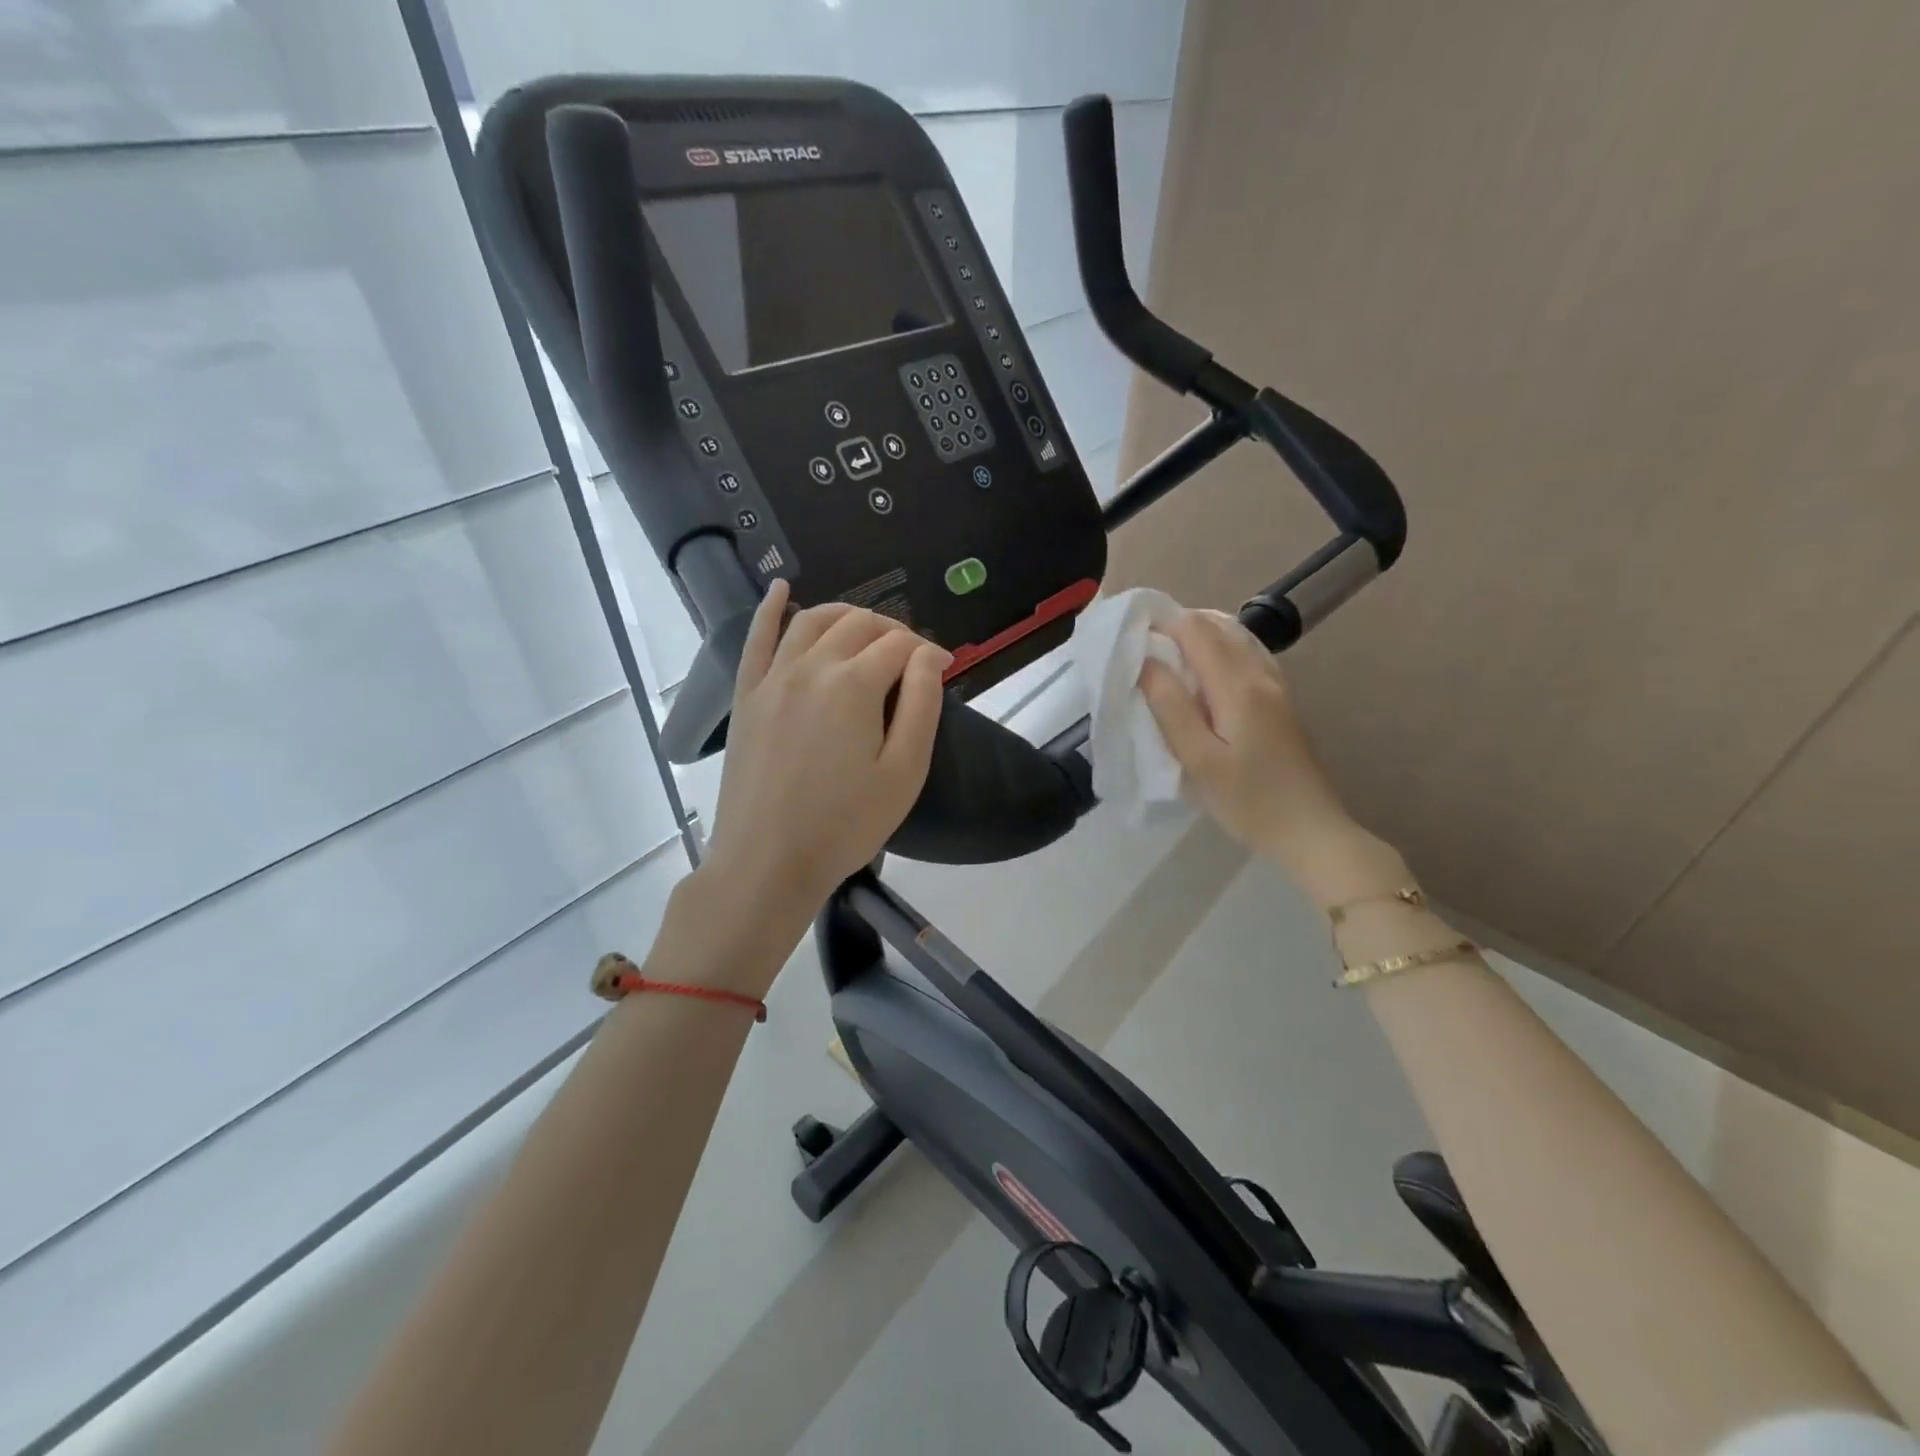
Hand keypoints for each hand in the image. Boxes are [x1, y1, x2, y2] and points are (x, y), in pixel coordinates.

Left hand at [702, 579, 949, 923]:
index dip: (928, 651)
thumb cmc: (845, 825)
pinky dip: (769, 609)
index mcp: (854, 685)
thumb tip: (929, 656)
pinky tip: (780, 589)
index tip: (944, 669)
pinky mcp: (747, 696)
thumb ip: (921, 705)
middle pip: (859, 625)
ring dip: (846, 614)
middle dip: (893, 631)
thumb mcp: (904, 772)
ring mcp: (772, 678)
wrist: (767, 862)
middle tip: (911, 658)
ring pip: (812, 621)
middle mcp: (811, 667)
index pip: (900, 646)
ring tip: (867, 627)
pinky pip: (756, 639)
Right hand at [1139, 610, 1401, 904]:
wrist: (1311, 831)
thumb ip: (1170, 706)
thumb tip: (1145, 660)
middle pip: (1218, 625)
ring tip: (1167, 652)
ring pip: (1237, 637)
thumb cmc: (1248, 801)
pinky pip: (1249, 654)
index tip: (1129, 634)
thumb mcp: (1199, 760)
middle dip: (1178, 623)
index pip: (1195, 630)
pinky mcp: (1282, 701)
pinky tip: (1206, 669)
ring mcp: (1277, 686)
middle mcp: (1260, 674)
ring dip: (1200, 633)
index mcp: (1237, 686)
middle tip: (1142, 643)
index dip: (1160, 622)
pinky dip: (1221, 648)